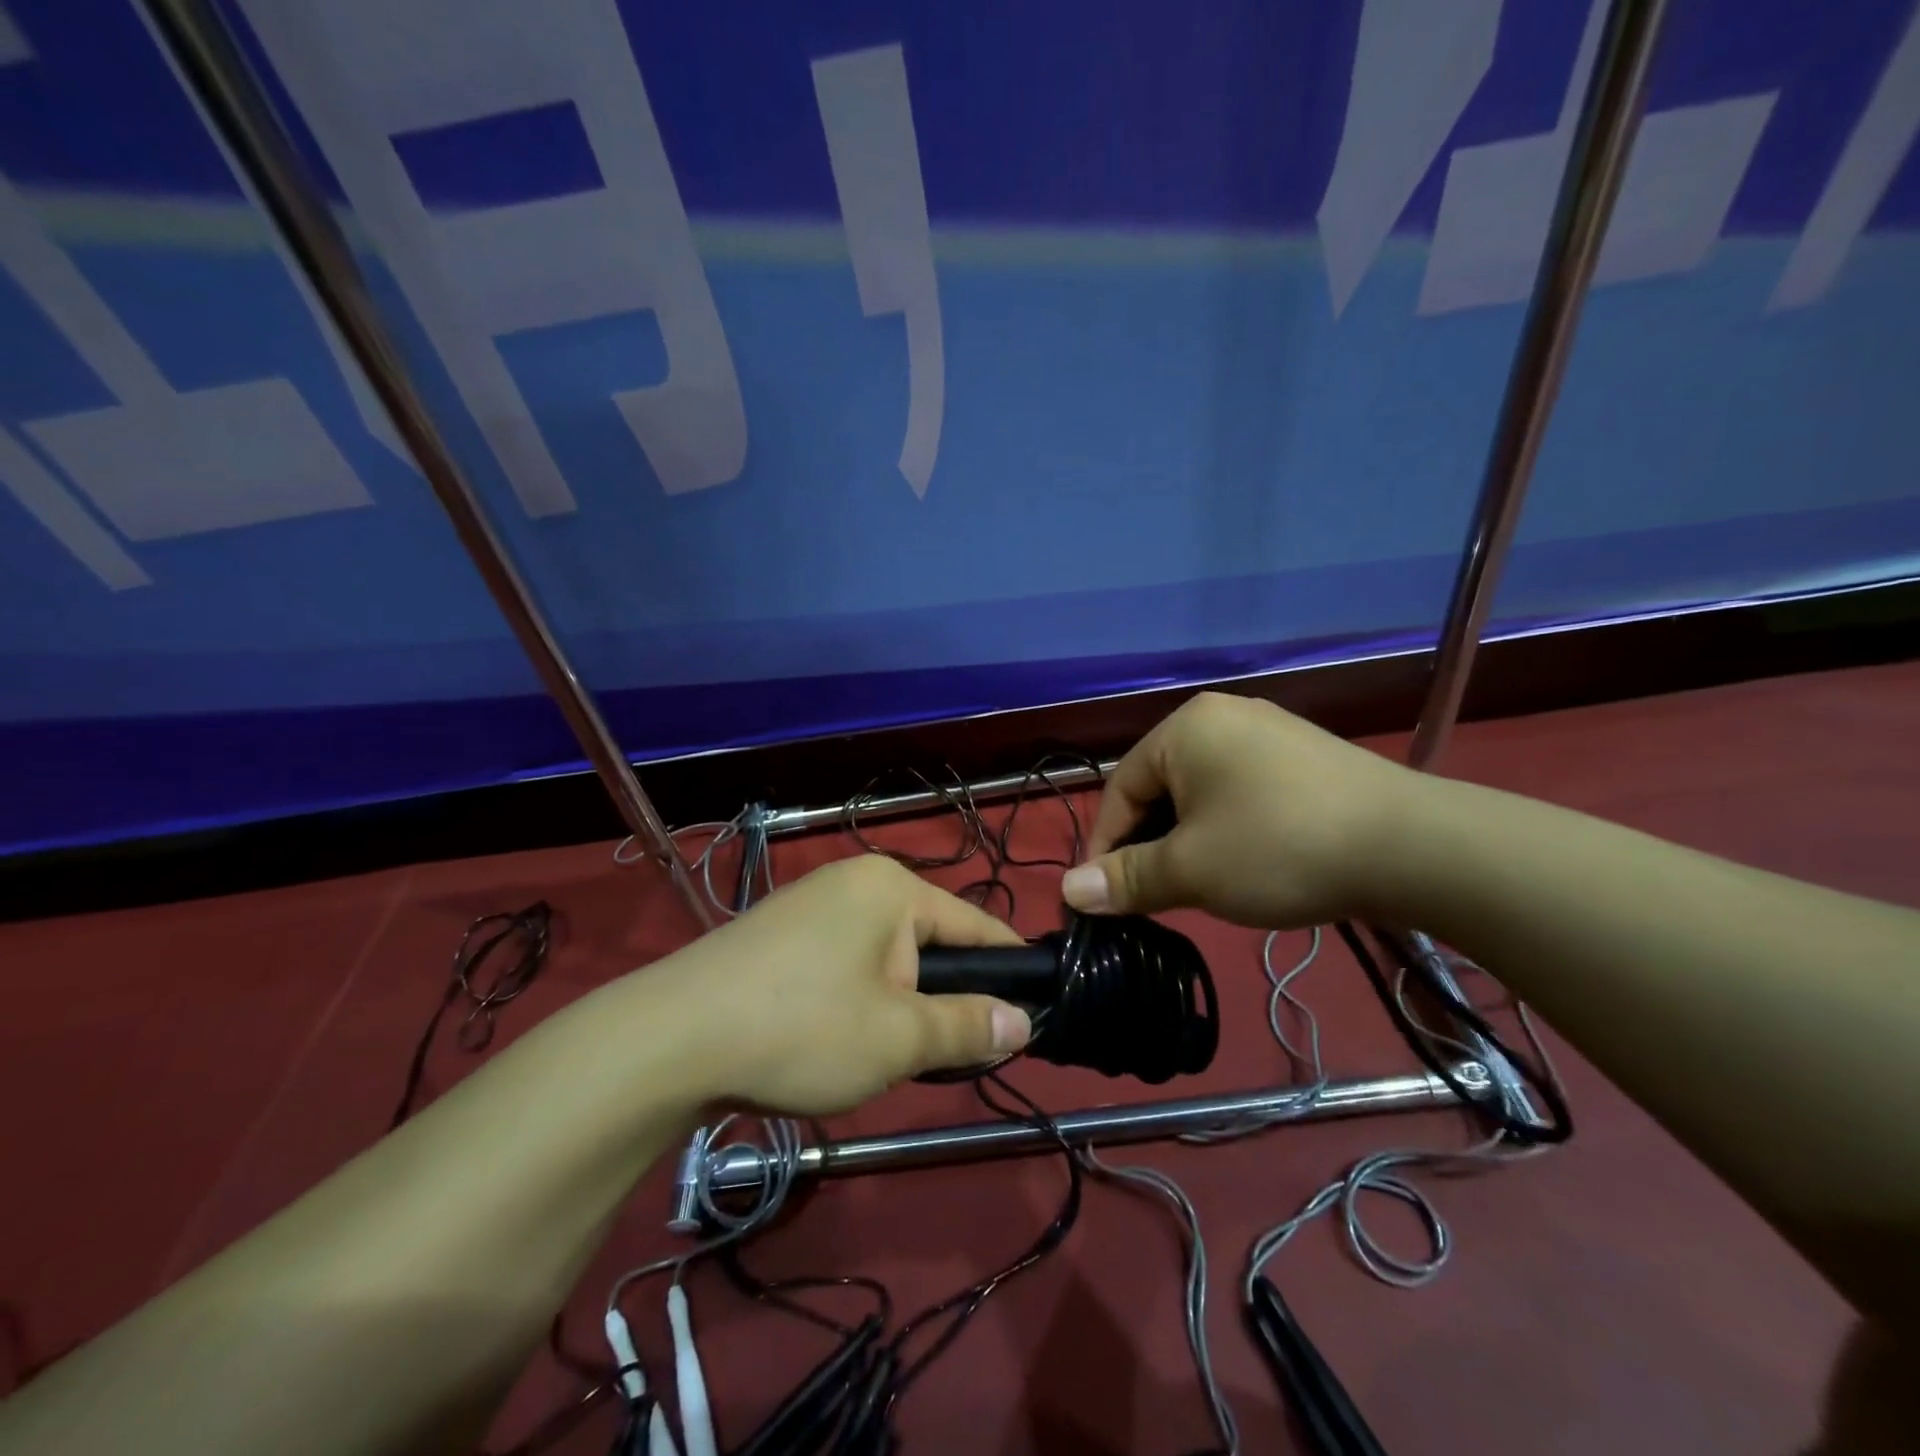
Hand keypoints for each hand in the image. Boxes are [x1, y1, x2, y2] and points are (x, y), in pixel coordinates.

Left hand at [639, 856, 1031, 1115]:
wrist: (670, 1039)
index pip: (975, 923)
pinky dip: (858, 998)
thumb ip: (968, 1027)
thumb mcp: (898, 1037)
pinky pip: (843, 961)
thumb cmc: (802, 1028)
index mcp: (891, 887)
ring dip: (899, 1003)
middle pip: (926, 940)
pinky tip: (840, 1038)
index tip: (1036, 1008)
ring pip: (883, 955)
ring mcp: (810, 903)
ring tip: (893, 1054)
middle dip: (943, 995)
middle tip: (950, 1052)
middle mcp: (853, 881)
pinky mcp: (778, 933)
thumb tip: (1022, 1021)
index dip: (1009, 967)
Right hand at [1060, 692, 1417, 928]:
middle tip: (1151, 896)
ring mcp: (1268, 733)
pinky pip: (1241, 792)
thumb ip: (1126, 879)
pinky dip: (1226, 829)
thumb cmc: (1278, 848)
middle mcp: (1221, 717)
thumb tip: (1070, 892)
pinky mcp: (1303, 757)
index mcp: (1183, 728)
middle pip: (1159, 789)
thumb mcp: (1191, 869)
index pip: (1119, 790)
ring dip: (1186, 841)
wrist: (1412, 847)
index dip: (1105, 848)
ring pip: (1200, 794)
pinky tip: (1244, 862)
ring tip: (1196, 885)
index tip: (1102, 899)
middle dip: (1149, 845)